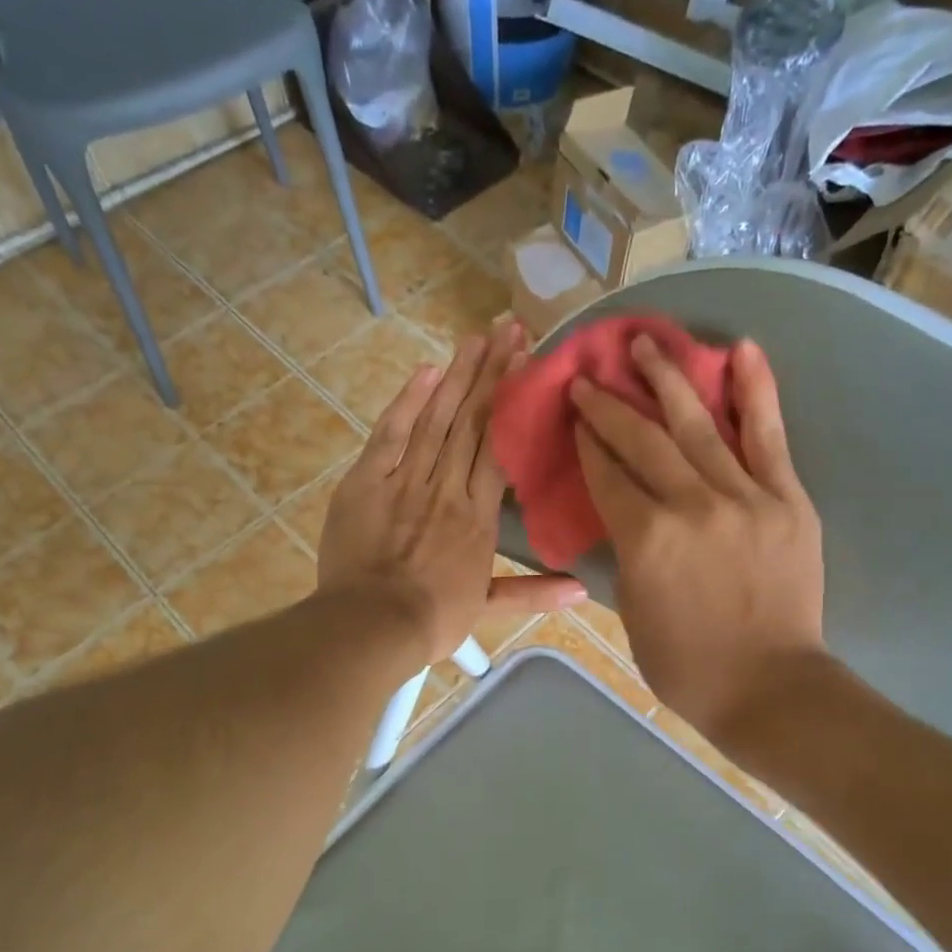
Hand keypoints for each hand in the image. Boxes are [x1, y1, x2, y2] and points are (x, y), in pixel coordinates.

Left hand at [318, 321, 585, 667]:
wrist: (373, 623)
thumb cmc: (432, 618)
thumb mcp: (487, 608)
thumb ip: (534, 593)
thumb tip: (583, 590)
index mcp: (478, 515)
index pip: (499, 446)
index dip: (513, 402)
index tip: (528, 364)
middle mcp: (448, 486)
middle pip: (472, 421)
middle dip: (491, 372)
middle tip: (507, 328)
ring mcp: (406, 479)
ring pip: (436, 418)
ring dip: (457, 376)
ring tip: (476, 337)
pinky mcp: (368, 480)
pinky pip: (391, 434)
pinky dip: (408, 402)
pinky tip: (426, 372)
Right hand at [572, 335, 825, 742]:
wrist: (769, 687)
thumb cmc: (687, 665)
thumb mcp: (633, 610)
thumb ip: (627, 553)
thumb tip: (625, 514)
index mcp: (645, 539)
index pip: (607, 475)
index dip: (586, 441)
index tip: (574, 414)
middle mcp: (690, 505)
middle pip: (642, 440)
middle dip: (610, 404)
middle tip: (589, 377)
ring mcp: (744, 497)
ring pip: (698, 425)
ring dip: (667, 379)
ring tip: (645, 343)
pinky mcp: (787, 499)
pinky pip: (768, 437)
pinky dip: (756, 391)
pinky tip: (742, 351)